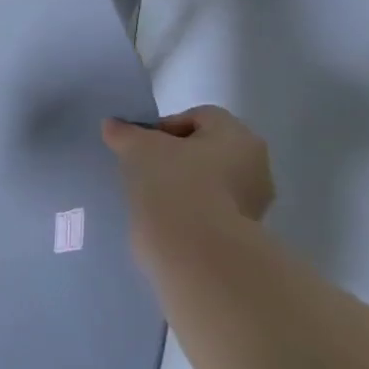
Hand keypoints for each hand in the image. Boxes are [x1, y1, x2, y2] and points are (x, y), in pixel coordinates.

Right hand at [102, 107, 274, 243]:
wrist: (195, 251)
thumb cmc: (174, 183)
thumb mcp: (139, 148)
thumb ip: (125, 132)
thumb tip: (113, 125)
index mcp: (239, 137)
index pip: (199, 117)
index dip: (165, 126)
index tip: (142, 145)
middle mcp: (255, 167)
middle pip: (205, 150)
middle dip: (174, 157)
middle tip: (144, 168)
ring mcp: (252, 204)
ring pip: (207, 182)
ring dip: (180, 185)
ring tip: (150, 196)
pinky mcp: (242, 235)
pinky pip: (208, 211)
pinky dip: (187, 211)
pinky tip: (163, 218)